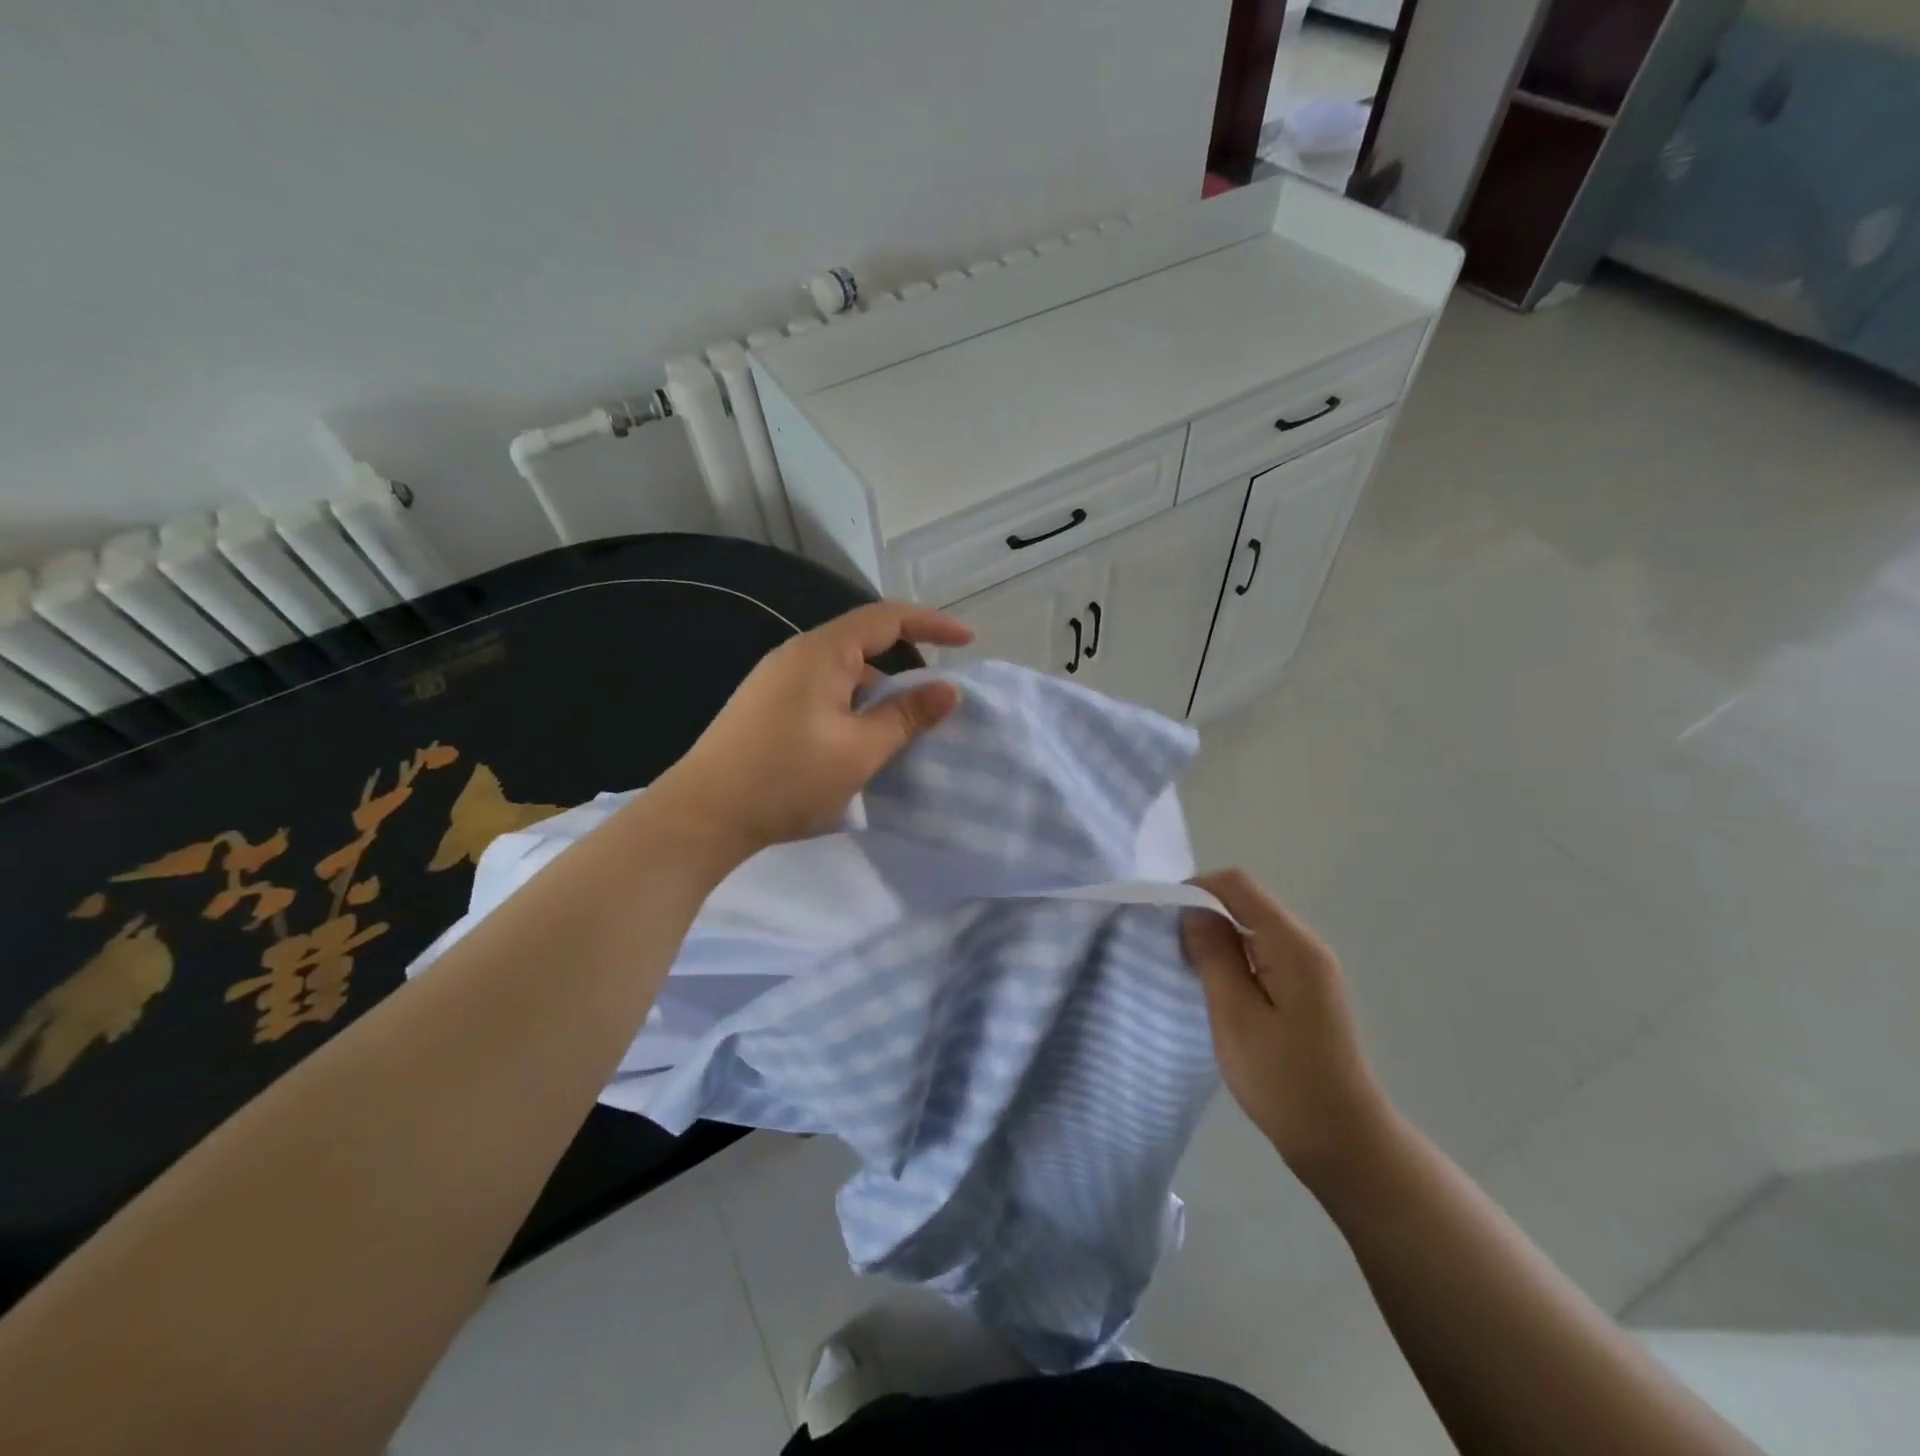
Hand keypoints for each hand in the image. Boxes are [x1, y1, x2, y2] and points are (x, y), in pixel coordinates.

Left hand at [652, 601, 972, 860]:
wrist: (702, 816)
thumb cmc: (787, 778)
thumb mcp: (860, 750)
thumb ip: (906, 716)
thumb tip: (948, 689)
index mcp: (821, 653)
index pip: (886, 618)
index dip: (932, 623)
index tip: (968, 640)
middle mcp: (796, 655)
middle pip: (863, 643)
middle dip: (905, 665)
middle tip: (935, 700)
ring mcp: (775, 681)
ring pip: (842, 673)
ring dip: (876, 693)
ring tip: (899, 732)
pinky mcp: (764, 707)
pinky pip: (822, 692)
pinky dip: (851, 707)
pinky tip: (856, 743)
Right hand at [1183, 870, 1395, 1191]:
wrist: (1343, 1141)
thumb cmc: (1284, 1080)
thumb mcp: (1235, 1016)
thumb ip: (1213, 955)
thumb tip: (1194, 909)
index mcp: (1292, 945)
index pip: (1238, 885)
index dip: (1196, 889)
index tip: (1166, 922)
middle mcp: (1305, 945)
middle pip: (1246, 902)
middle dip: (1204, 915)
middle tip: (1175, 954)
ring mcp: (1309, 968)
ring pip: (1252, 927)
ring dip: (1218, 939)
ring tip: (1192, 974)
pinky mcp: (1305, 989)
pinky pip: (1262, 952)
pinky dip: (1234, 959)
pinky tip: (1219, 992)